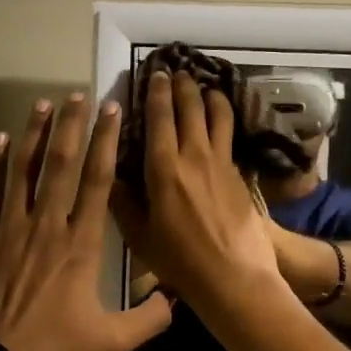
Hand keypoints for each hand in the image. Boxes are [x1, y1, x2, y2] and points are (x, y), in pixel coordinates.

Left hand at [0, 93, 172, 350]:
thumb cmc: (53, 350)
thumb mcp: (110, 341)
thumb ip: (149, 319)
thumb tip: (177, 300)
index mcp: (80, 245)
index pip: (97, 182)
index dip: (106, 143)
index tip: (111, 111)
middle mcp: (47, 226)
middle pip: (61, 165)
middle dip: (72, 126)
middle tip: (78, 94)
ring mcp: (10, 229)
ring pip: (24, 170)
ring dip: (35, 134)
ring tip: (43, 103)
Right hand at [109, 71, 280, 308]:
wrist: (234, 277)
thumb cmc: (180, 261)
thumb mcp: (140, 237)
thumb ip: (123, 204)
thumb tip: (111, 178)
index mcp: (163, 168)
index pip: (159, 118)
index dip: (156, 93)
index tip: (155, 75)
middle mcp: (194, 156)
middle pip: (191, 108)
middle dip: (183, 86)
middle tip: (178, 73)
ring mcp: (221, 163)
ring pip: (218, 116)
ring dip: (210, 96)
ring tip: (206, 87)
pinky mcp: (239, 175)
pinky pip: (230, 137)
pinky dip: (224, 120)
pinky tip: (221, 121)